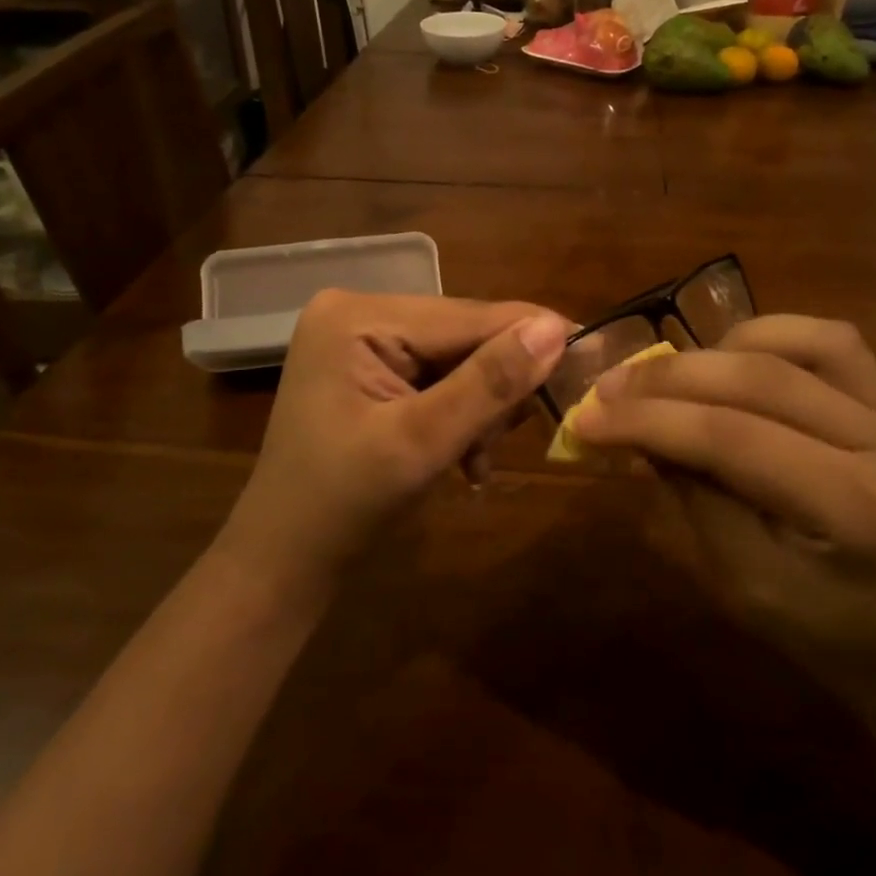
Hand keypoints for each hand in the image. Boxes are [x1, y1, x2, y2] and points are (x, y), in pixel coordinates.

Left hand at [215, 290, 569, 599]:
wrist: (284, 564)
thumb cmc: (342, 506)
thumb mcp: (421, 443)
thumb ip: (488, 383)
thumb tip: (556, 328)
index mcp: (357, 316)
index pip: (466, 316)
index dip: (530, 336)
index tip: (591, 356)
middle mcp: (359, 312)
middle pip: (463, 336)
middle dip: (494, 389)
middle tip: (509, 441)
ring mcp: (362, 340)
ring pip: (458, 359)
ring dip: (481, 409)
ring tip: (476, 460)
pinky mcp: (370, 368)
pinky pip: (438, 378)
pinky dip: (460, 415)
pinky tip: (464, 459)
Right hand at [573, 314, 875, 726]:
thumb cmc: (829, 639)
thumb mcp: (743, 586)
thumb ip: (692, 498)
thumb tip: (637, 431)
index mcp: (855, 508)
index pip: (732, 436)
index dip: (649, 420)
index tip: (586, 418)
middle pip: (759, 378)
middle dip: (669, 378)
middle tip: (608, 388)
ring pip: (795, 343)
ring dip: (717, 350)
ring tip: (669, 377)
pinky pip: (828, 341)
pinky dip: (766, 338)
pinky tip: (729, 359)